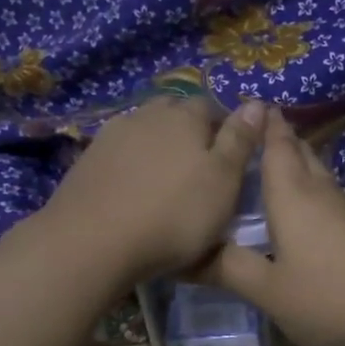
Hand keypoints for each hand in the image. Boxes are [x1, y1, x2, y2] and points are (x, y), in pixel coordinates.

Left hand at [38, 96, 263, 286]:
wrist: (93, 241)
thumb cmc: (174, 214)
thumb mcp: (224, 181)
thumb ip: (240, 141)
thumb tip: (257, 103)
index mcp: (185, 116)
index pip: (212, 107)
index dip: (225, 128)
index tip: (232, 157)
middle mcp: (148, 114)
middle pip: (174, 112)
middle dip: (190, 131)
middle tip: (201, 167)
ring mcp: (112, 135)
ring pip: (145, 129)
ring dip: (158, 145)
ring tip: (167, 179)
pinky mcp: (87, 160)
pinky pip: (120, 152)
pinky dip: (132, 164)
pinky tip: (134, 188)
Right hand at [204, 108, 344, 345]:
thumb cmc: (330, 298)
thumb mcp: (270, 291)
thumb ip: (230, 269)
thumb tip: (186, 255)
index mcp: (292, 196)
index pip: (276, 147)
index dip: (264, 125)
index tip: (249, 105)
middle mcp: (321, 193)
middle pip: (301, 154)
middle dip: (280, 139)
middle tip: (254, 133)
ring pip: (318, 175)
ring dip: (297, 165)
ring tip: (271, 167)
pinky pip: (328, 198)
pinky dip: (311, 192)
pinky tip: (303, 210)